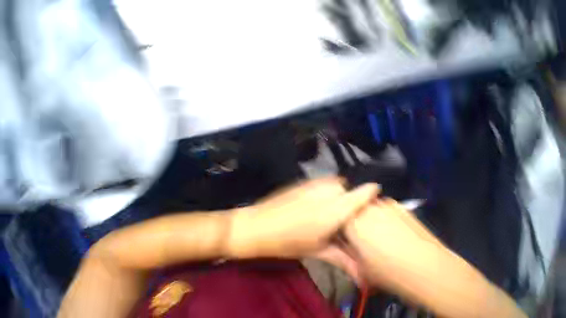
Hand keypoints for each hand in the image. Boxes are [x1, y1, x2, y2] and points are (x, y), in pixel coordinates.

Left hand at [226, 178, 378, 258]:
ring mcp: (310, 185)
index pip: (357, 196)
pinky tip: (317, 198)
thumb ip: (341, 258)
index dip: (369, 192)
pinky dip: (325, 186)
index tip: (375, 190)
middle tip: (345, 209)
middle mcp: (322, 194)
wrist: (259, 224)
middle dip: (349, 194)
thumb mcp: (316, 250)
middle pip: (344, 186)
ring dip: (336, 189)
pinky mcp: (300, 183)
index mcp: (330, 213)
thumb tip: (363, 274)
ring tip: (331, 203)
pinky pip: (320, 180)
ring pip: (332, 181)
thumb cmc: (287, 241)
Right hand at [344, 199, 443, 288]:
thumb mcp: (362, 267)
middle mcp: (362, 208)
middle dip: (353, 218)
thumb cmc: (391, 272)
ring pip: (366, 205)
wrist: (431, 270)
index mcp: (350, 222)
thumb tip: (349, 243)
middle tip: (363, 234)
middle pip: (351, 208)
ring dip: (368, 215)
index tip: (346, 235)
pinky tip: (395, 228)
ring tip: (380, 232)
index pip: (337, 217)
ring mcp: (380, 204)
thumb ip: (349, 250)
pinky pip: (383, 206)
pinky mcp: (397, 205)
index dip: (340, 225)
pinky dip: (384, 213)